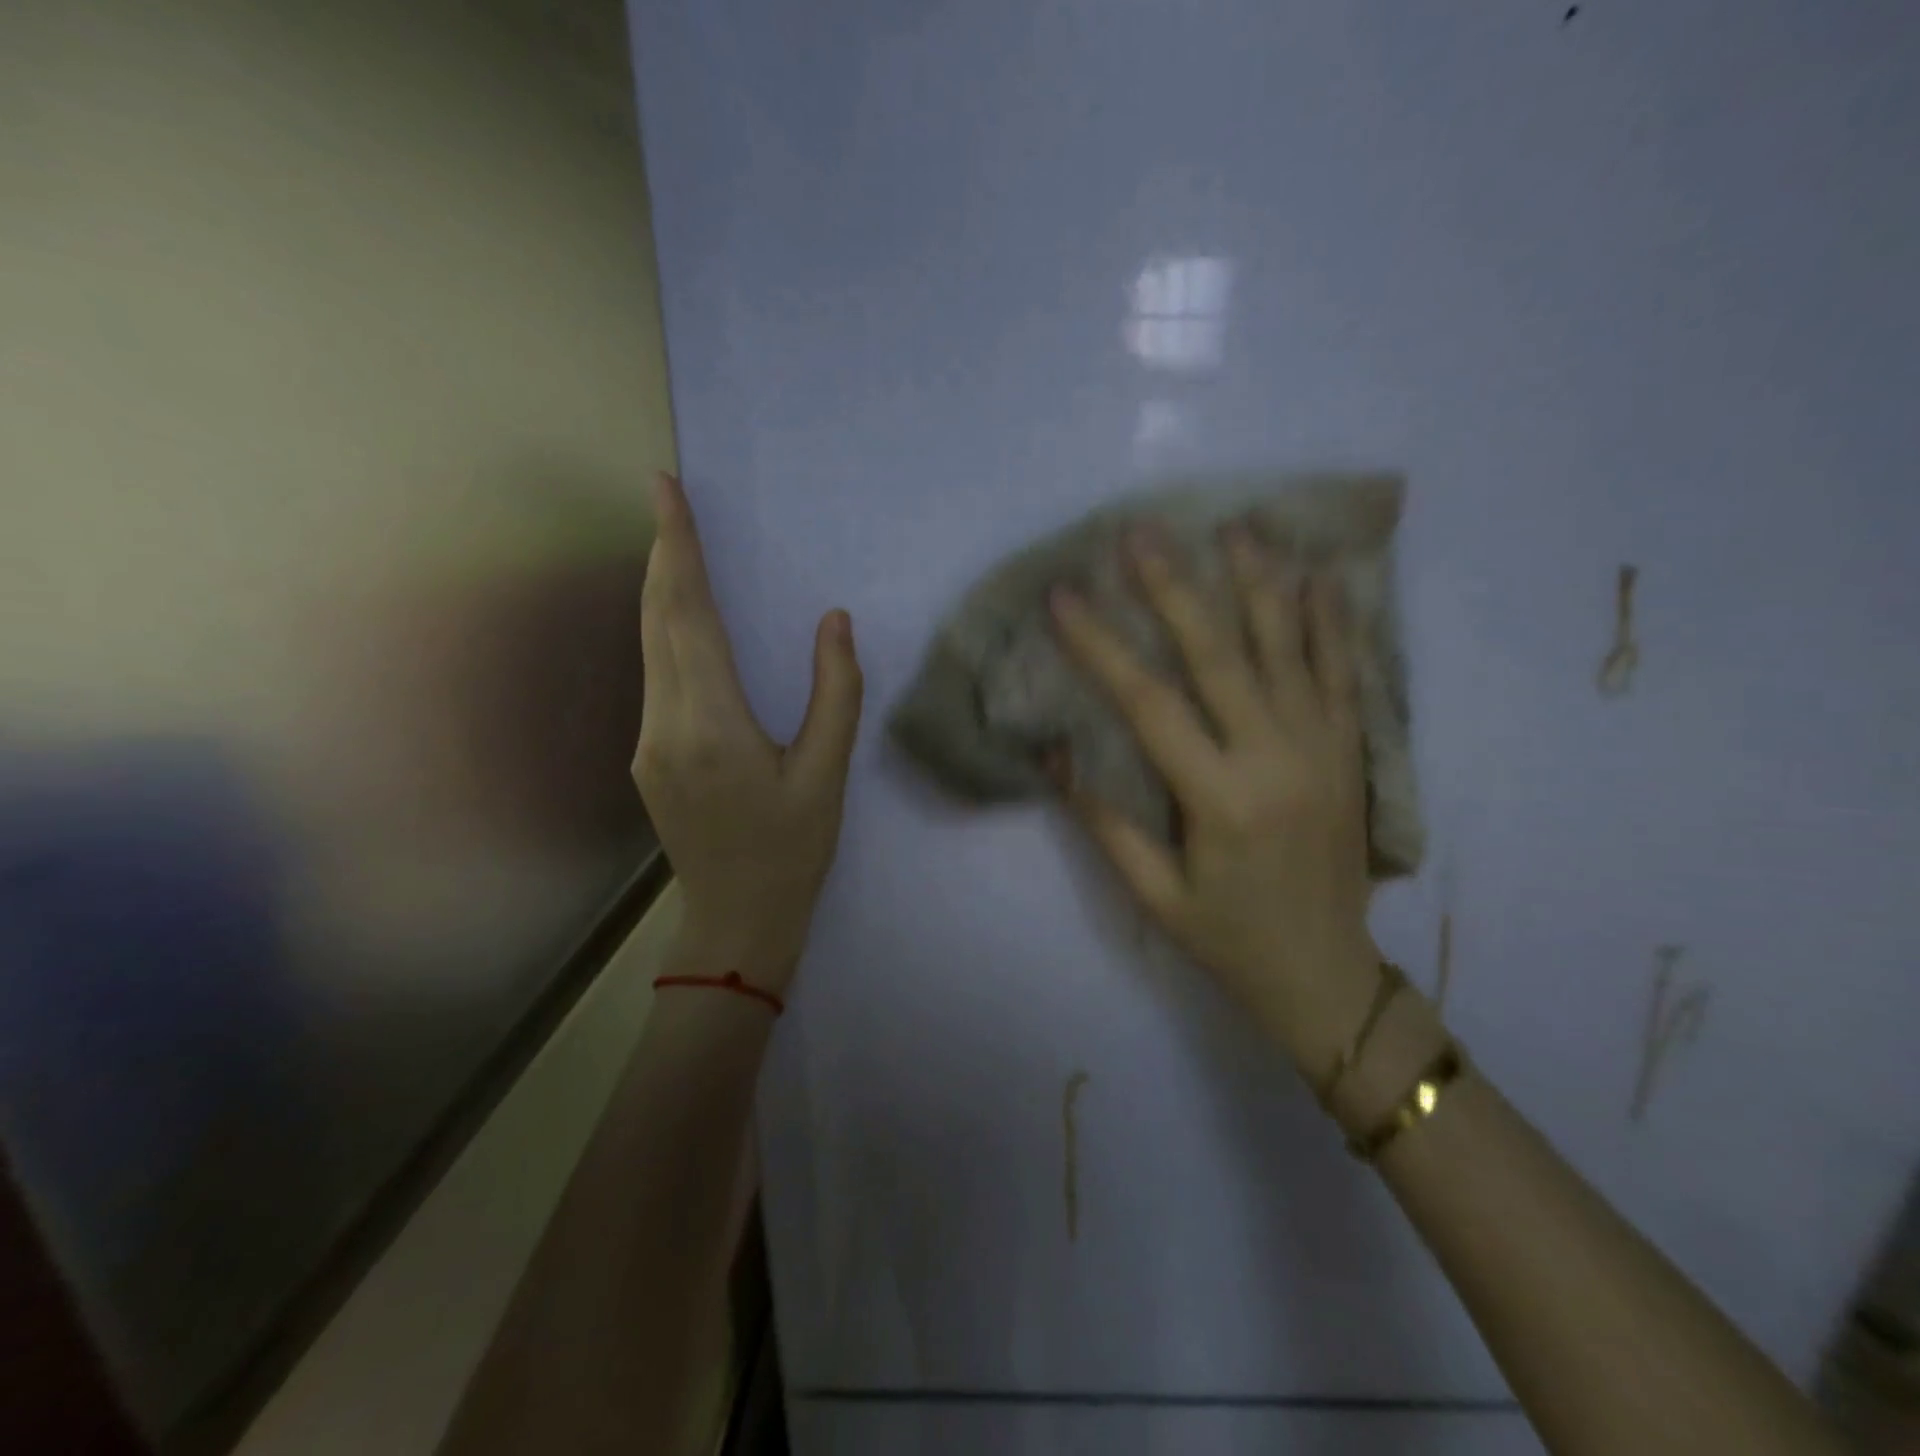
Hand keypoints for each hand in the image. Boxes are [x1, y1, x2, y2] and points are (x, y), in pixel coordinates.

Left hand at [633, 472, 863, 991]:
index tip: (665, 491)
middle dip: (661, 555)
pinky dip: (665, 632)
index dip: (676, 549)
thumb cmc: (792, 850)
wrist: (737, 920)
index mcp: (711, 725)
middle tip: (666, 499)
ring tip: (675, 544)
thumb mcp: (827, 775)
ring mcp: (647, 743)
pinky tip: (682, 619)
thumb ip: (834, 693)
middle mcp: (664, 725)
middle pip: (656, 621)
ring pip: (648, 646)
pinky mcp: (647, 757)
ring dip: (661, 591)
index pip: (687, 616)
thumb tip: (834, 621)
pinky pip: (654, 675)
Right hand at [1048, 522, 1378, 1071]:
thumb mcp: (1154, 894)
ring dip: (1259, 583)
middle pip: (1219, 655)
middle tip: (1140, 532)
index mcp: (1219, 798)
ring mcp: (1323, 749)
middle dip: (1174, 588)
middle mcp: (1276, 758)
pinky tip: (1319, 576)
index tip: (1064, 596)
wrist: (1329, 975)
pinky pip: (1345, 673)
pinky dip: (1331, 622)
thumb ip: (1105, 822)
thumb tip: (1055, 754)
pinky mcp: (1352, 752)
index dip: (1100, 645)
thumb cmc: (1228, 939)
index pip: (1148, 703)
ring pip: (1289, 648)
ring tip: (1235, 527)